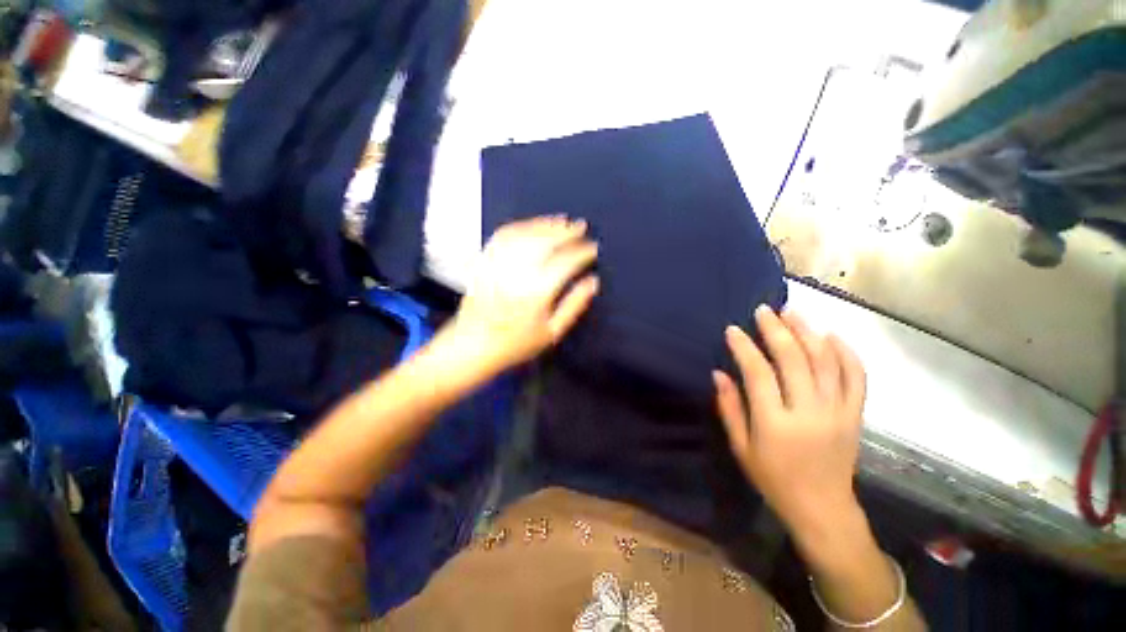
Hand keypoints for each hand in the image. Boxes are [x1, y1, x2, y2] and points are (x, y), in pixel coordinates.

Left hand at [450, 216, 599, 373]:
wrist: (472, 346)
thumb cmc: (516, 343)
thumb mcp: (552, 332)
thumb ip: (574, 305)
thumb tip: (593, 282)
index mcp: (537, 291)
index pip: (566, 262)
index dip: (583, 252)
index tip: (593, 248)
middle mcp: (517, 272)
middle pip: (546, 241)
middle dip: (566, 231)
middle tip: (581, 226)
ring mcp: (498, 263)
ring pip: (525, 234)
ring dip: (546, 224)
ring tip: (562, 221)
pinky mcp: (484, 261)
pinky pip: (504, 235)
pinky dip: (521, 226)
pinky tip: (533, 225)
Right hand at [714, 306, 866, 539]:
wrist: (823, 507)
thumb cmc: (773, 478)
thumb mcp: (741, 447)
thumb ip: (729, 408)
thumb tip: (718, 373)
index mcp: (775, 423)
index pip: (758, 373)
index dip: (744, 347)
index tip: (733, 329)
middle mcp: (809, 412)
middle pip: (795, 360)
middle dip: (777, 330)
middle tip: (764, 310)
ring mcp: (838, 412)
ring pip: (826, 361)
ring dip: (809, 332)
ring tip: (793, 312)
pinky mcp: (856, 415)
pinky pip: (856, 377)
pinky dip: (846, 353)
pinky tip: (832, 335)